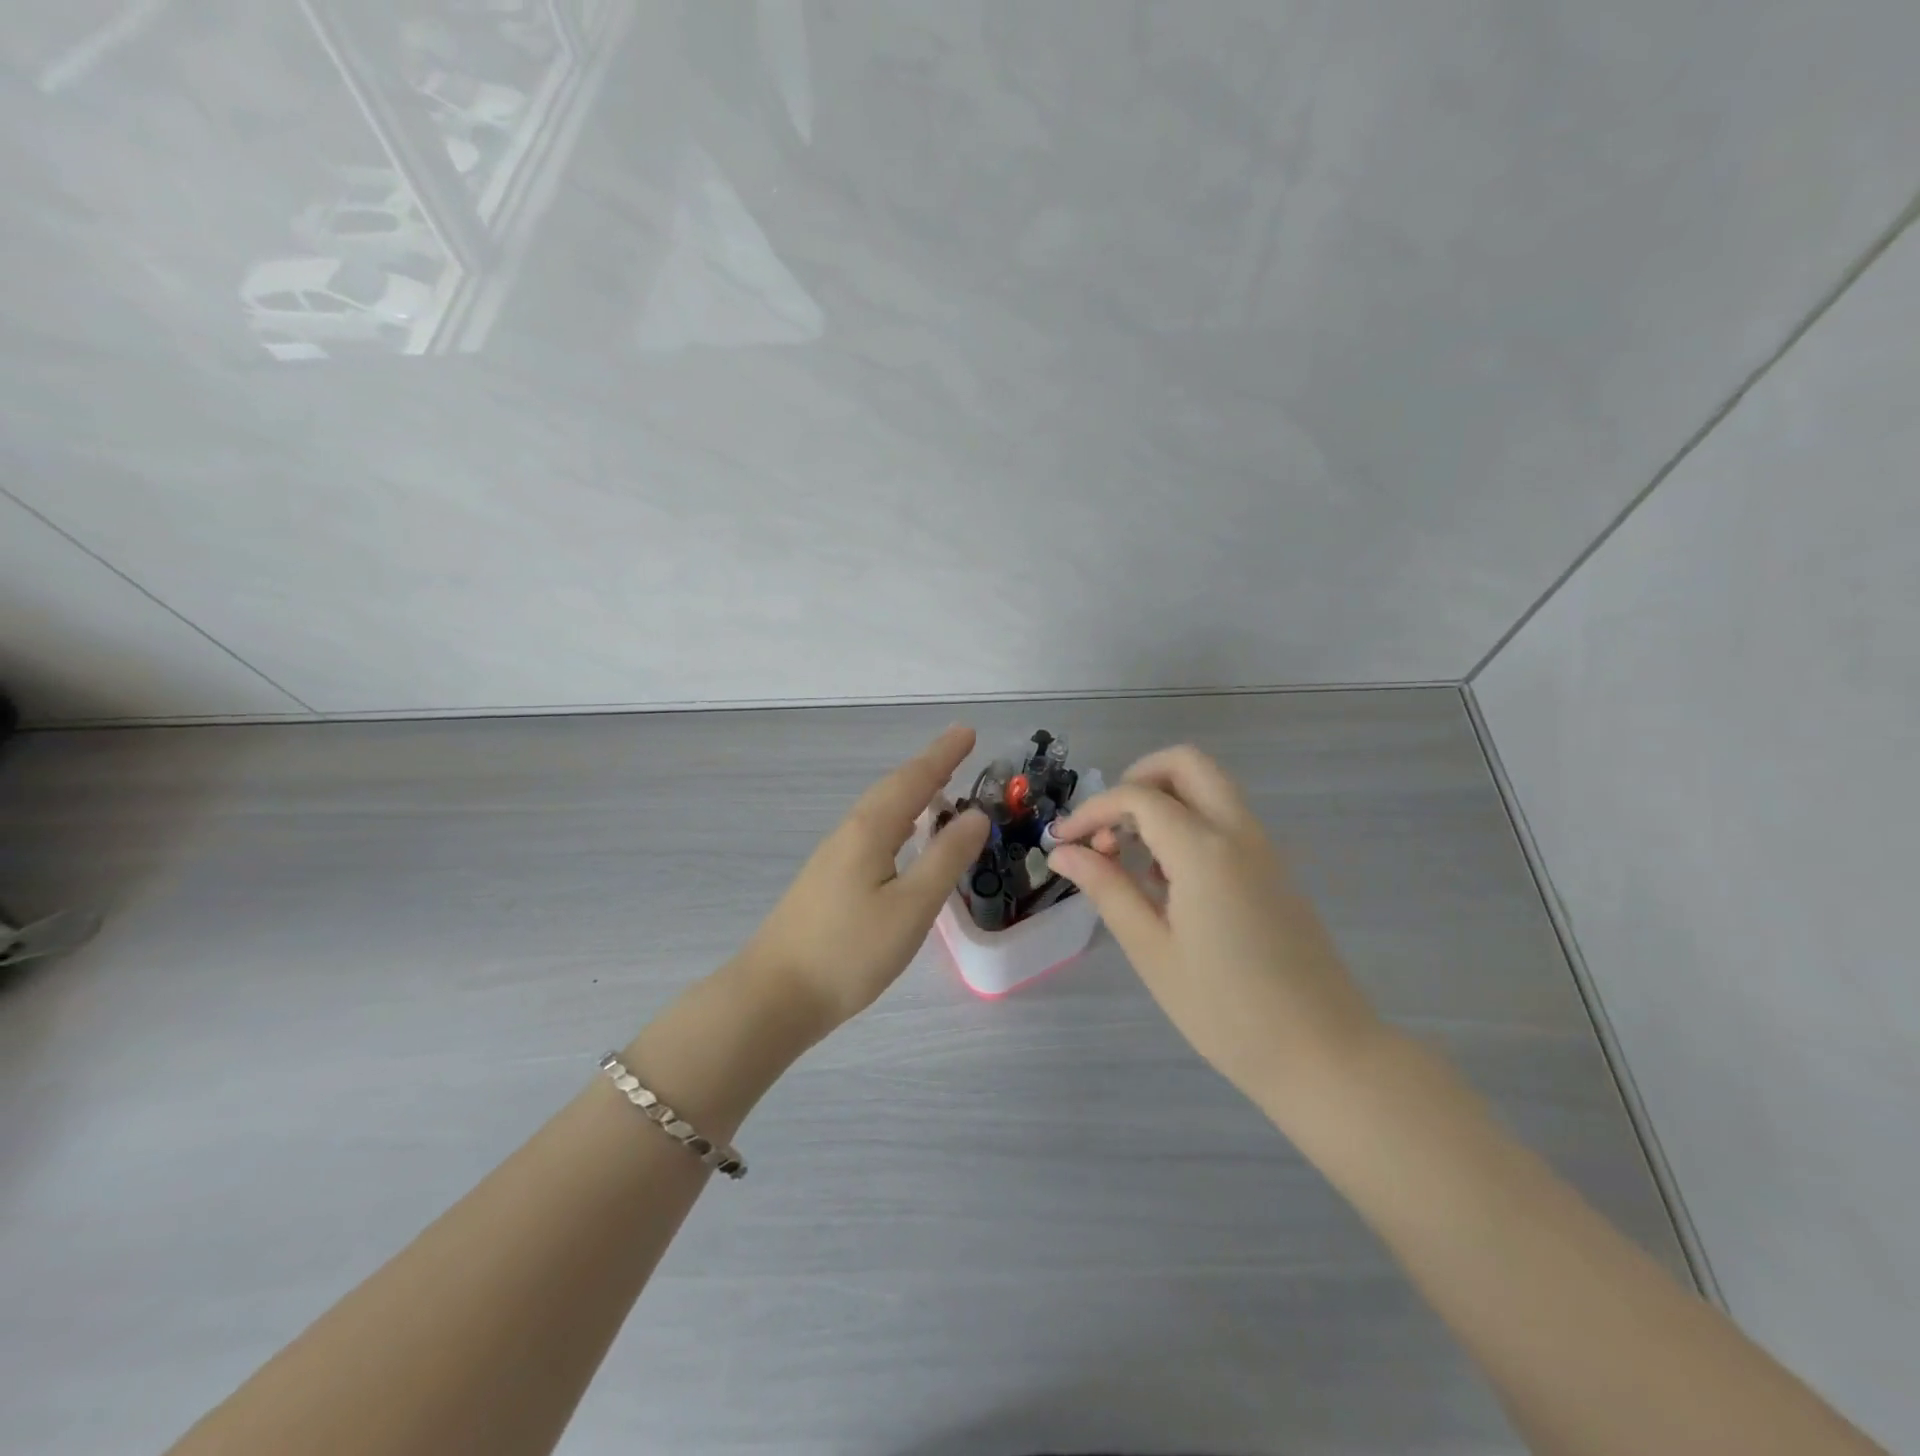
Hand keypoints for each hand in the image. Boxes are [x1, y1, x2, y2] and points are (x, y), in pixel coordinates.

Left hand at [743, 725, 989, 1037]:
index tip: (968, 731)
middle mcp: (849, 833)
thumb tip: (976, 815)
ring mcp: (834, 857)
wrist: (775, 996)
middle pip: (893, 789)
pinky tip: (902, 837)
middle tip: (960, 750)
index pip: (914, 780)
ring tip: (939, 786)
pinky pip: (872, 832)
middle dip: (929, 767)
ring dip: (912, 792)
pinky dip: (897, 819)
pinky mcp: (828, 881)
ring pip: (880, 811)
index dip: (943, 755)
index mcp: (870, 830)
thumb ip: (945, 858)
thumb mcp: (911, 907)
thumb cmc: (849, 952)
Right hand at [1048, 745, 1385, 1114]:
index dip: (1092, 811)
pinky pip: (1225, 819)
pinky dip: (1188, 823)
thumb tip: (1063, 852)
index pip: (1138, 797)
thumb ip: (1107, 889)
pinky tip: (1166, 880)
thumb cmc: (1225, 1010)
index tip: (1064, 843)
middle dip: (1137, 779)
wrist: (1323, 1054)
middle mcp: (1238, 832)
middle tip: (1108, 826)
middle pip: (1186, 764)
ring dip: (1163, 801)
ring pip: (1209, 788)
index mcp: (1204, 850)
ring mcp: (1263, 848)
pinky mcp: (1274, 869)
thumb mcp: (1152, 950)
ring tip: (1130, 858)